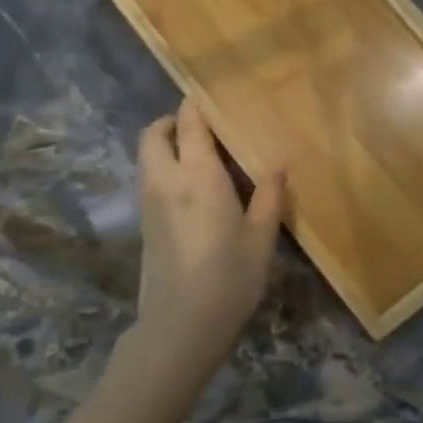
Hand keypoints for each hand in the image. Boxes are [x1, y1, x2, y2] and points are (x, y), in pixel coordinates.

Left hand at [125, 97, 285, 391]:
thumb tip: (277, 165)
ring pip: (146, 157)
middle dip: (170, 122)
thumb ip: (269, 197)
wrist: (180, 325)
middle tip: (200, 128)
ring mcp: (149, 203)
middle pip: (153, 135)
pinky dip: (163, 168)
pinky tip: (191, 189)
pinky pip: (149, 179)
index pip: (189, 125)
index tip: (209, 97)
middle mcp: (166, 180)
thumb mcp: (261, 238)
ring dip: (164, 145)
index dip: (195, 106)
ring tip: (199, 156)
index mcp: (199, 176)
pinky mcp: (144, 224)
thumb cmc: (229, 278)